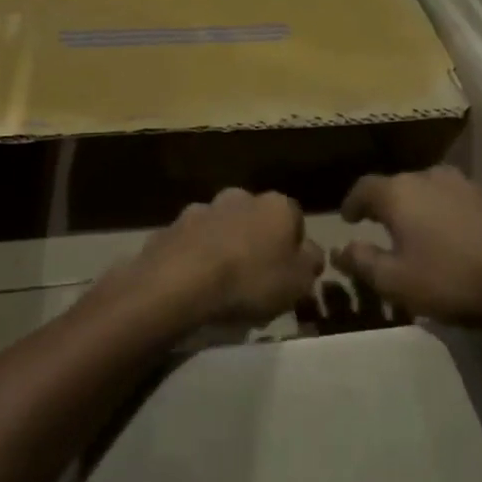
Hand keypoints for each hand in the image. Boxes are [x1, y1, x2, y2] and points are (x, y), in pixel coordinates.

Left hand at [127, 188, 324, 326]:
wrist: (179, 284)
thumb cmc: (250, 281)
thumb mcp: (298, 282)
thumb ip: (311, 262)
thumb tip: (310, 251)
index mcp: (275, 206)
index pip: (294, 218)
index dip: (293, 246)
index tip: (288, 272)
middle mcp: (239, 197)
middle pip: (255, 219)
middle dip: (255, 241)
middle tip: (254, 277)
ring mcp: (201, 209)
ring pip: (220, 227)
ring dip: (223, 246)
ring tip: (220, 283)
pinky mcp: (170, 227)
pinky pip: (191, 243)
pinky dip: (194, 257)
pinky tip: (193, 284)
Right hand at [332, 166, 481, 334]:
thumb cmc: (452, 279)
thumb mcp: (395, 282)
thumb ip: (362, 262)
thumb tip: (340, 249)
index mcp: (400, 192)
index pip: (364, 187)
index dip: (352, 203)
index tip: (348, 218)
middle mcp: (432, 177)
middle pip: (400, 186)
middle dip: (389, 205)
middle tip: (383, 228)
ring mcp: (469, 184)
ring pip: (434, 191)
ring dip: (423, 209)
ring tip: (423, 233)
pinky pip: (462, 203)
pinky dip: (452, 216)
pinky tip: (459, 239)